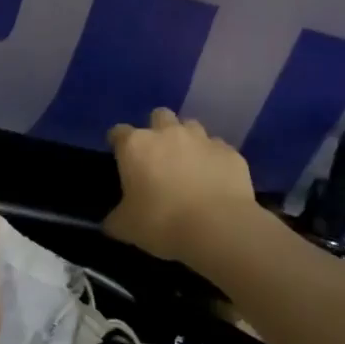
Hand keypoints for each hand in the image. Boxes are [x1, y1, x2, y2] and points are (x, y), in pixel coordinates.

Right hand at [104, 109, 257, 262]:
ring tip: (188, 164)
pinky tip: (214, 179)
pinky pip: (218, 148)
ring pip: (191, 126)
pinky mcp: (230, 153)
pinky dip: (213, 159)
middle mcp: (168, 134)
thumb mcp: (125, 227)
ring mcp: (202, 140)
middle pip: (159, 116)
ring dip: (187, 140)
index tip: (120, 156)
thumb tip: (113, 220)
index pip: (119, 132)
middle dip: (157, 130)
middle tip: (158, 155)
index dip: (118, 142)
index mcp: (136, 146)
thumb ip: (116, 217)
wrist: (217, 227)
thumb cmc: (161, 222)